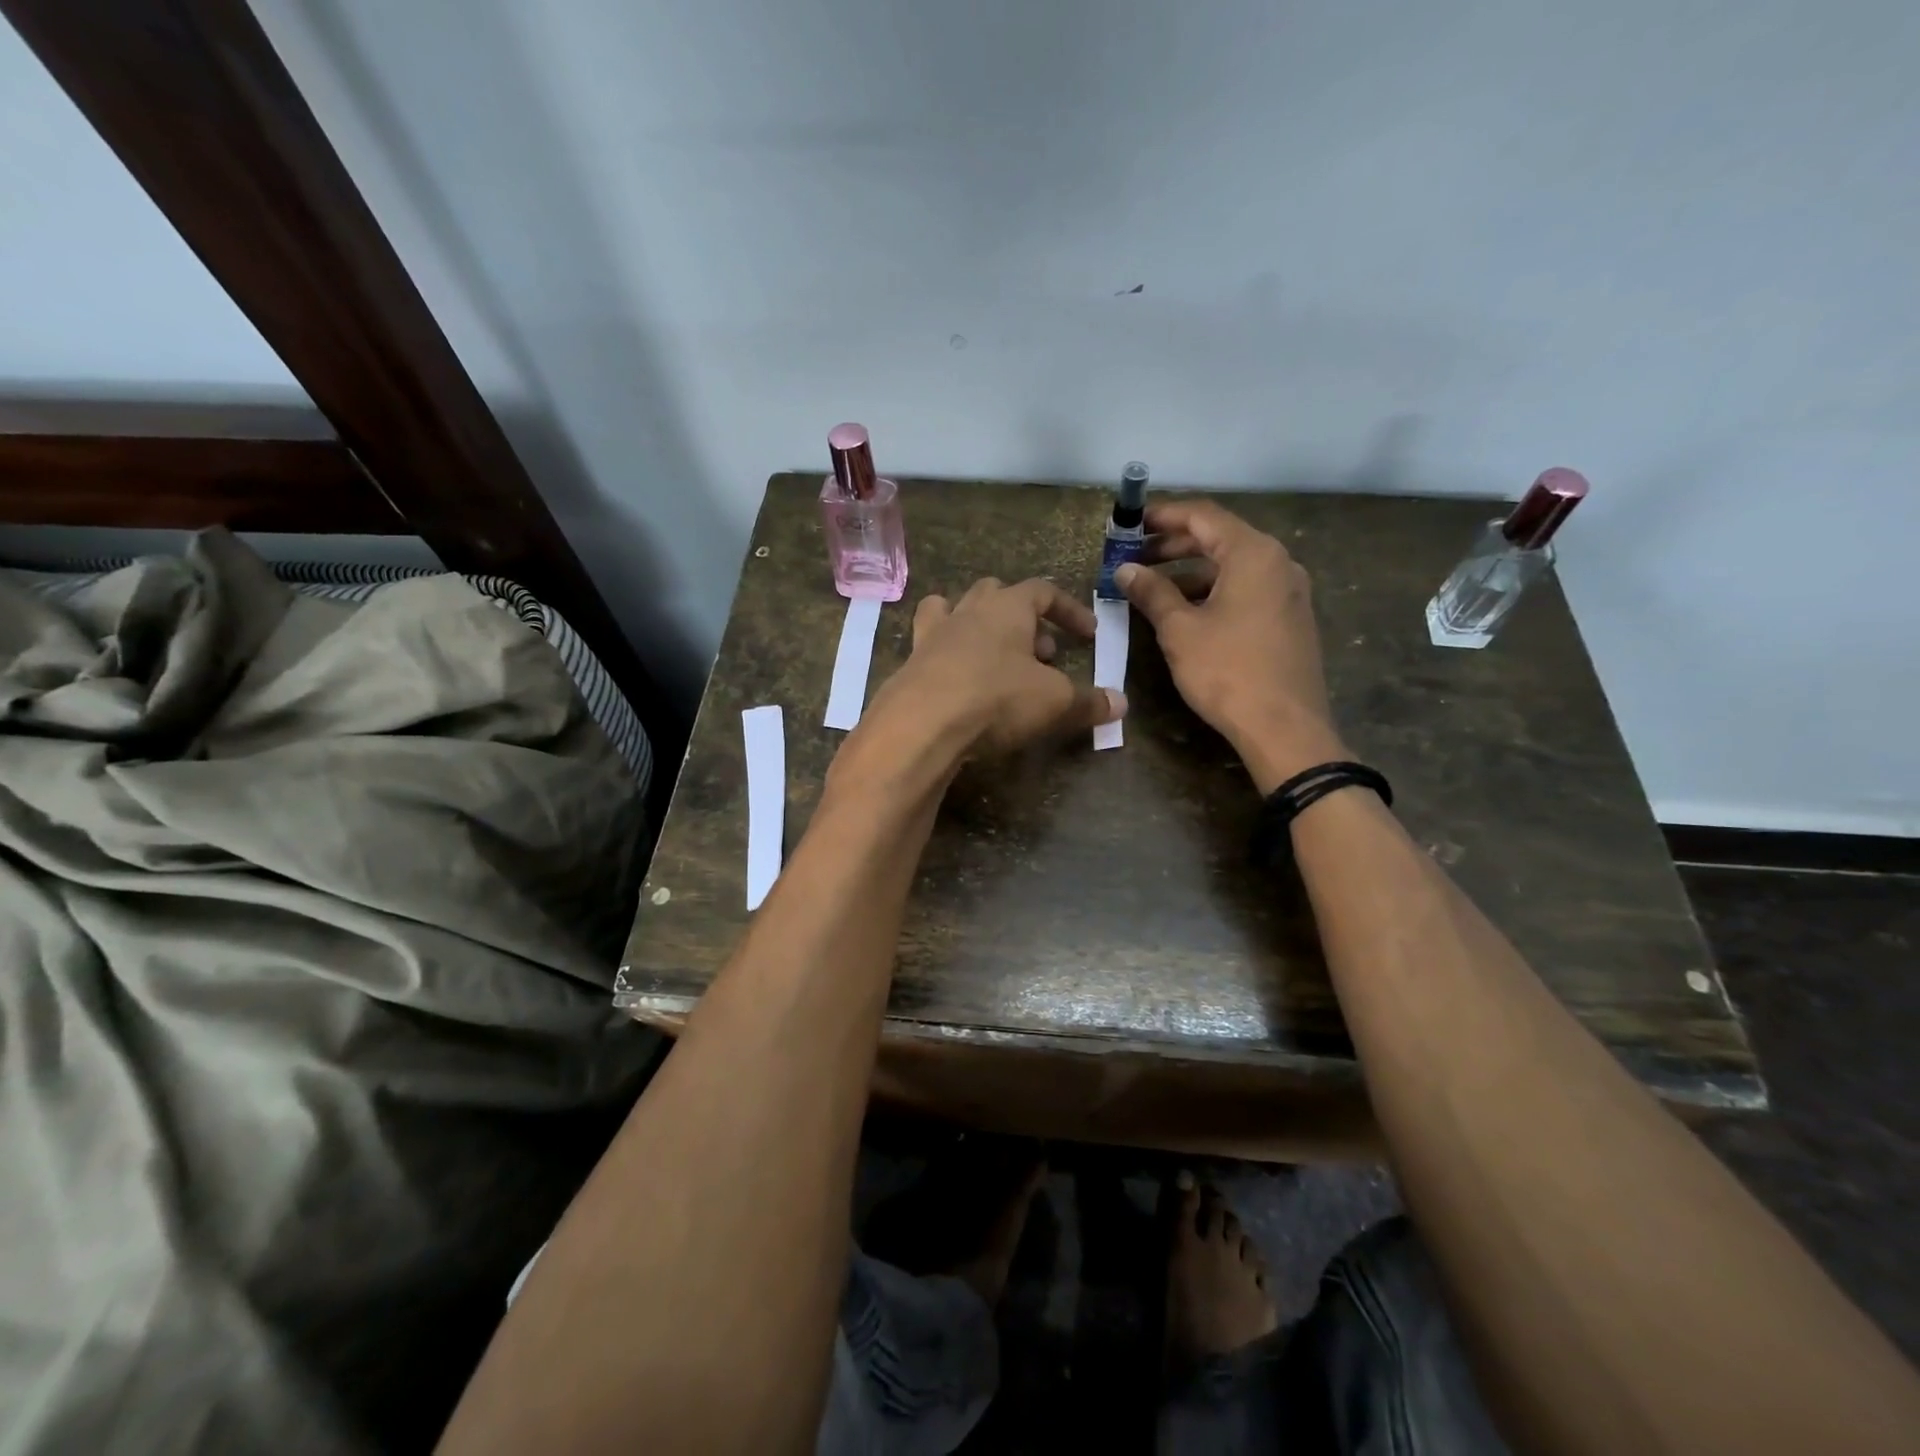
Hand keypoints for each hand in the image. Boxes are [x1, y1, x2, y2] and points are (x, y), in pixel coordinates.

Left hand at [845, 578, 1125, 782]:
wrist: (921, 725)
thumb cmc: (995, 699)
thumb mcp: (1053, 702)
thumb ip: (1088, 702)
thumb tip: (1121, 705)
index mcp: (1007, 607)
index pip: (1044, 591)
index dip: (1069, 611)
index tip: (1088, 635)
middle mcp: (967, 611)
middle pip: (995, 594)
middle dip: (1022, 618)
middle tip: (1039, 653)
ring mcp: (933, 635)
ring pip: (952, 610)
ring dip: (976, 626)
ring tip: (993, 657)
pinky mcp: (910, 664)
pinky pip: (930, 647)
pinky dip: (947, 657)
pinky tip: (957, 683)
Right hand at [1115, 500, 1345, 793]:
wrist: (1284, 728)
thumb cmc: (1227, 671)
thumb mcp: (1179, 630)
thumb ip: (1152, 592)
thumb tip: (1126, 569)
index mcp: (1253, 553)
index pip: (1203, 516)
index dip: (1162, 516)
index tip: (1130, 525)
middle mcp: (1278, 562)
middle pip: (1220, 538)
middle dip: (1174, 546)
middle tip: (1135, 558)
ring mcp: (1289, 591)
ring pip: (1233, 567)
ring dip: (1191, 572)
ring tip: (1153, 590)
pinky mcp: (1290, 618)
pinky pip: (1247, 590)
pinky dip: (1214, 591)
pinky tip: (1187, 613)